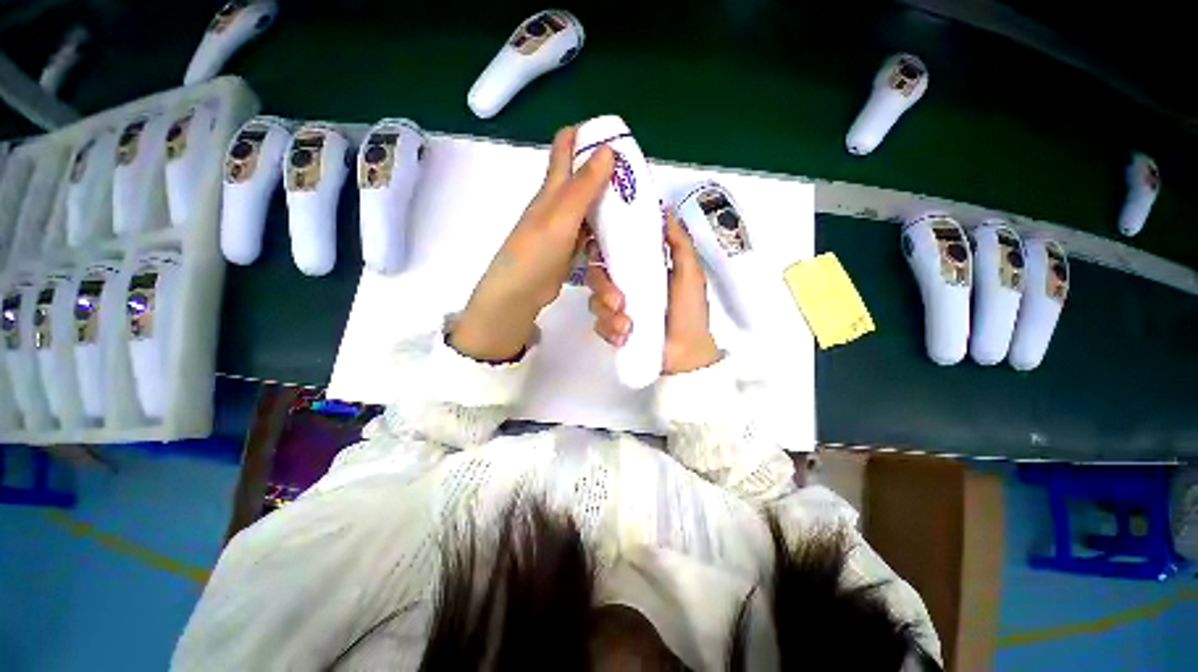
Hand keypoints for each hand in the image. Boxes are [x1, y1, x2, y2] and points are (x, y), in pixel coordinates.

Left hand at [450, 127, 614, 360]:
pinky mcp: (570, 249)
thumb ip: (583, 186)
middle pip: (584, 178)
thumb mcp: (561, 216)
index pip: (565, 147)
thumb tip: (607, 149)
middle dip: (609, 172)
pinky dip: (606, 230)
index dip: (585, 133)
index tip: (615, 134)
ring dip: (610, 203)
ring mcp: (565, 228)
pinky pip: (592, 233)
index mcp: (553, 189)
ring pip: (591, 207)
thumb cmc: (535, 252)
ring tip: (637, 204)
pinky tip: (621, 234)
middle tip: (638, 176)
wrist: (520, 293)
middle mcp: (558, 204)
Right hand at [585, 212, 721, 374]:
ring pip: (593, 301)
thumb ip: (678, 242)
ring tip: (627, 326)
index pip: (610, 250)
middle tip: (619, 302)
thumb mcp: (690, 272)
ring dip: (607, 313)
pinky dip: (610, 331)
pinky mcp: (613, 330)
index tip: (598, 250)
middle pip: (595, 275)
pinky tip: (624, 337)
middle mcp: (623, 284)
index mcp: (639, 267)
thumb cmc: (690, 311)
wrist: (687, 353)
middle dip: (602, 288)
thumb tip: (665, 210)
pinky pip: (598, 325)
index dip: (599, 247)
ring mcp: (616, 308)